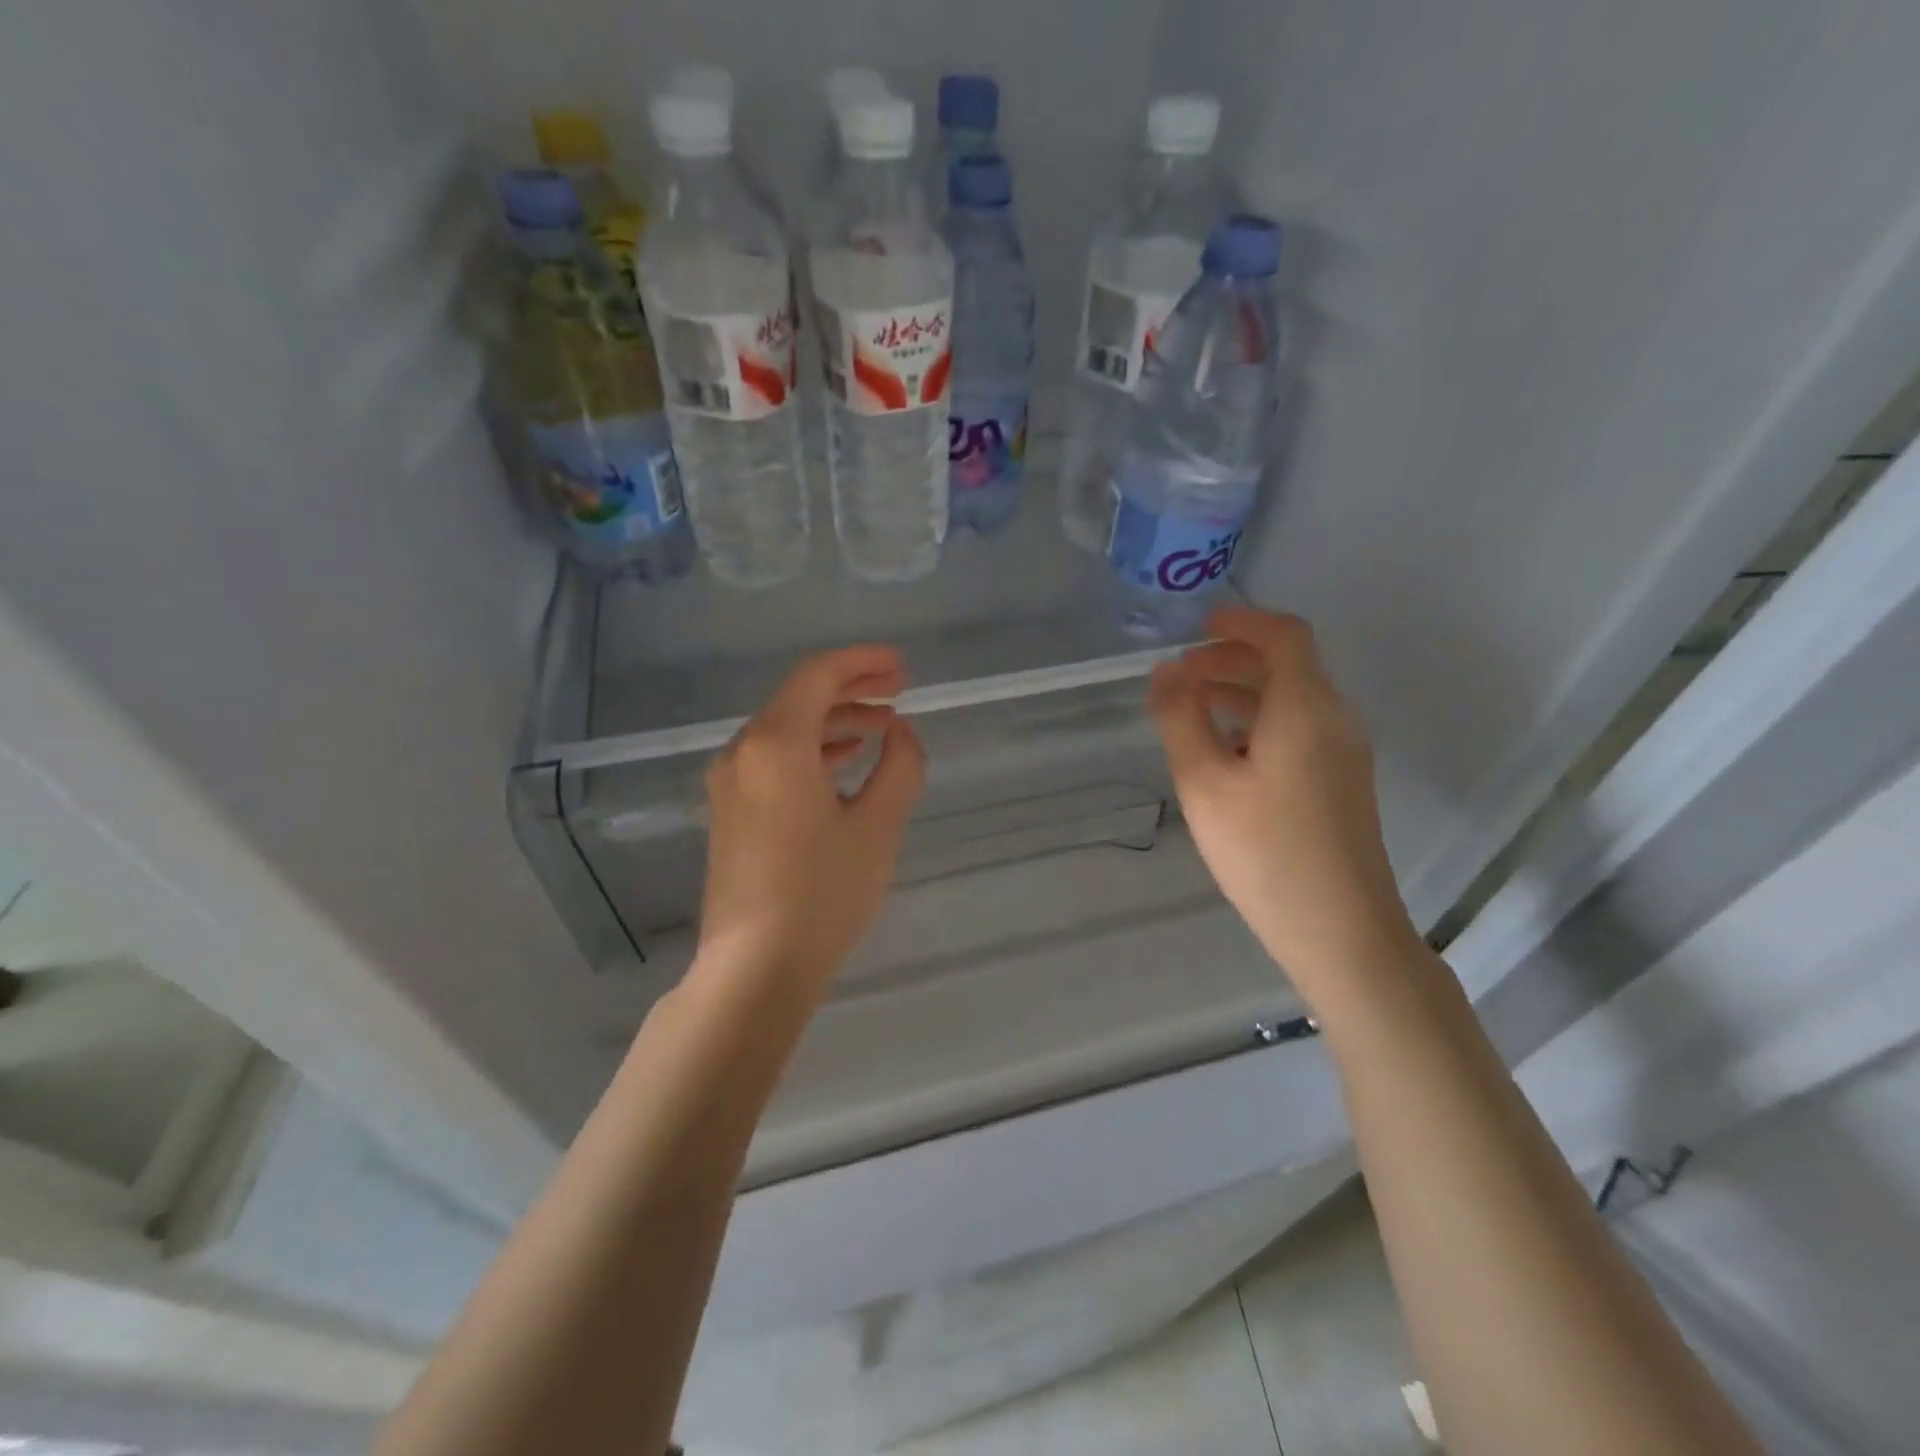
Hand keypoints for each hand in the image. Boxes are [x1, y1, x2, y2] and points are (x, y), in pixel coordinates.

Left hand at [698, 646, 925, 998]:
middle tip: (898, 688)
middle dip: (851, 687)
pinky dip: (811, 749)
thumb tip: (899, 733)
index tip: (901, 667)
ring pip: (785, 729)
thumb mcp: (878, 827)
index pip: (818, 676)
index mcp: (776, 744)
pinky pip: (773, 759)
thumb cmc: (822, 894)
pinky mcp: (729, 811)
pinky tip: (844, 762)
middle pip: (799, 697)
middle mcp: (743, 752)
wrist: (754, 969)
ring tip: (881, 726)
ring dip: (833, 720)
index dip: (862, 663)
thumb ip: (899, 766)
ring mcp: (730, 783)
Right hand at [1148, 607, 1419, 1002]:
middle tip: (1180, 675)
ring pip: (1293, 698)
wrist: (1342, 931)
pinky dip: (1259, 720)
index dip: (1240, 621)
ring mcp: (1344, 752)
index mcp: (1306, 707)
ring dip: (1242, 691)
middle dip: (1232, 658)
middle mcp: (1335, 718)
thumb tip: (1166, 673)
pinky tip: (1225, 752)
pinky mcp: (1342, 782)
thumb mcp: (1204, 783)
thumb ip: (1180, 719)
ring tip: (1191, 710)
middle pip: (1289, 664)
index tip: (1196, 627)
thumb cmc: (1265, 852)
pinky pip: (1300, 728)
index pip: (1284, 634)